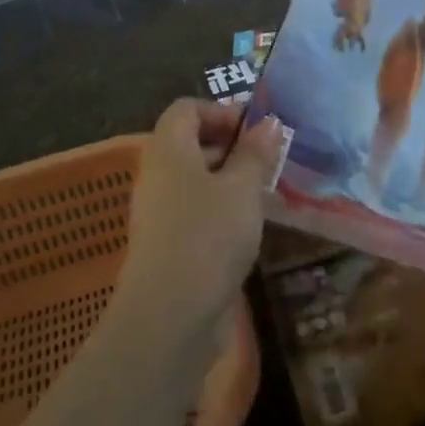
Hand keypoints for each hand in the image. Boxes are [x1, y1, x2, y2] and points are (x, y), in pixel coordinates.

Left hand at [114, 99, 284, 341]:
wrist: (169, 317)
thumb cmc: (208, 235)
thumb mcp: (242, 188)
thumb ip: (256, 152)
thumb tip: (268, 122)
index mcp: (168, 147)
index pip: (187, 108)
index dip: (221, 111)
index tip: (256, 130)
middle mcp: (156, 173)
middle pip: (190, 141)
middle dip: (230, 145)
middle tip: (266, 161)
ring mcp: (157, 210)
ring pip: (193, 178)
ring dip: (227, 179)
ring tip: (263, 193)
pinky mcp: (164, 244)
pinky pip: (192, 209)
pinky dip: (218, 208)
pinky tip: (245, 227)